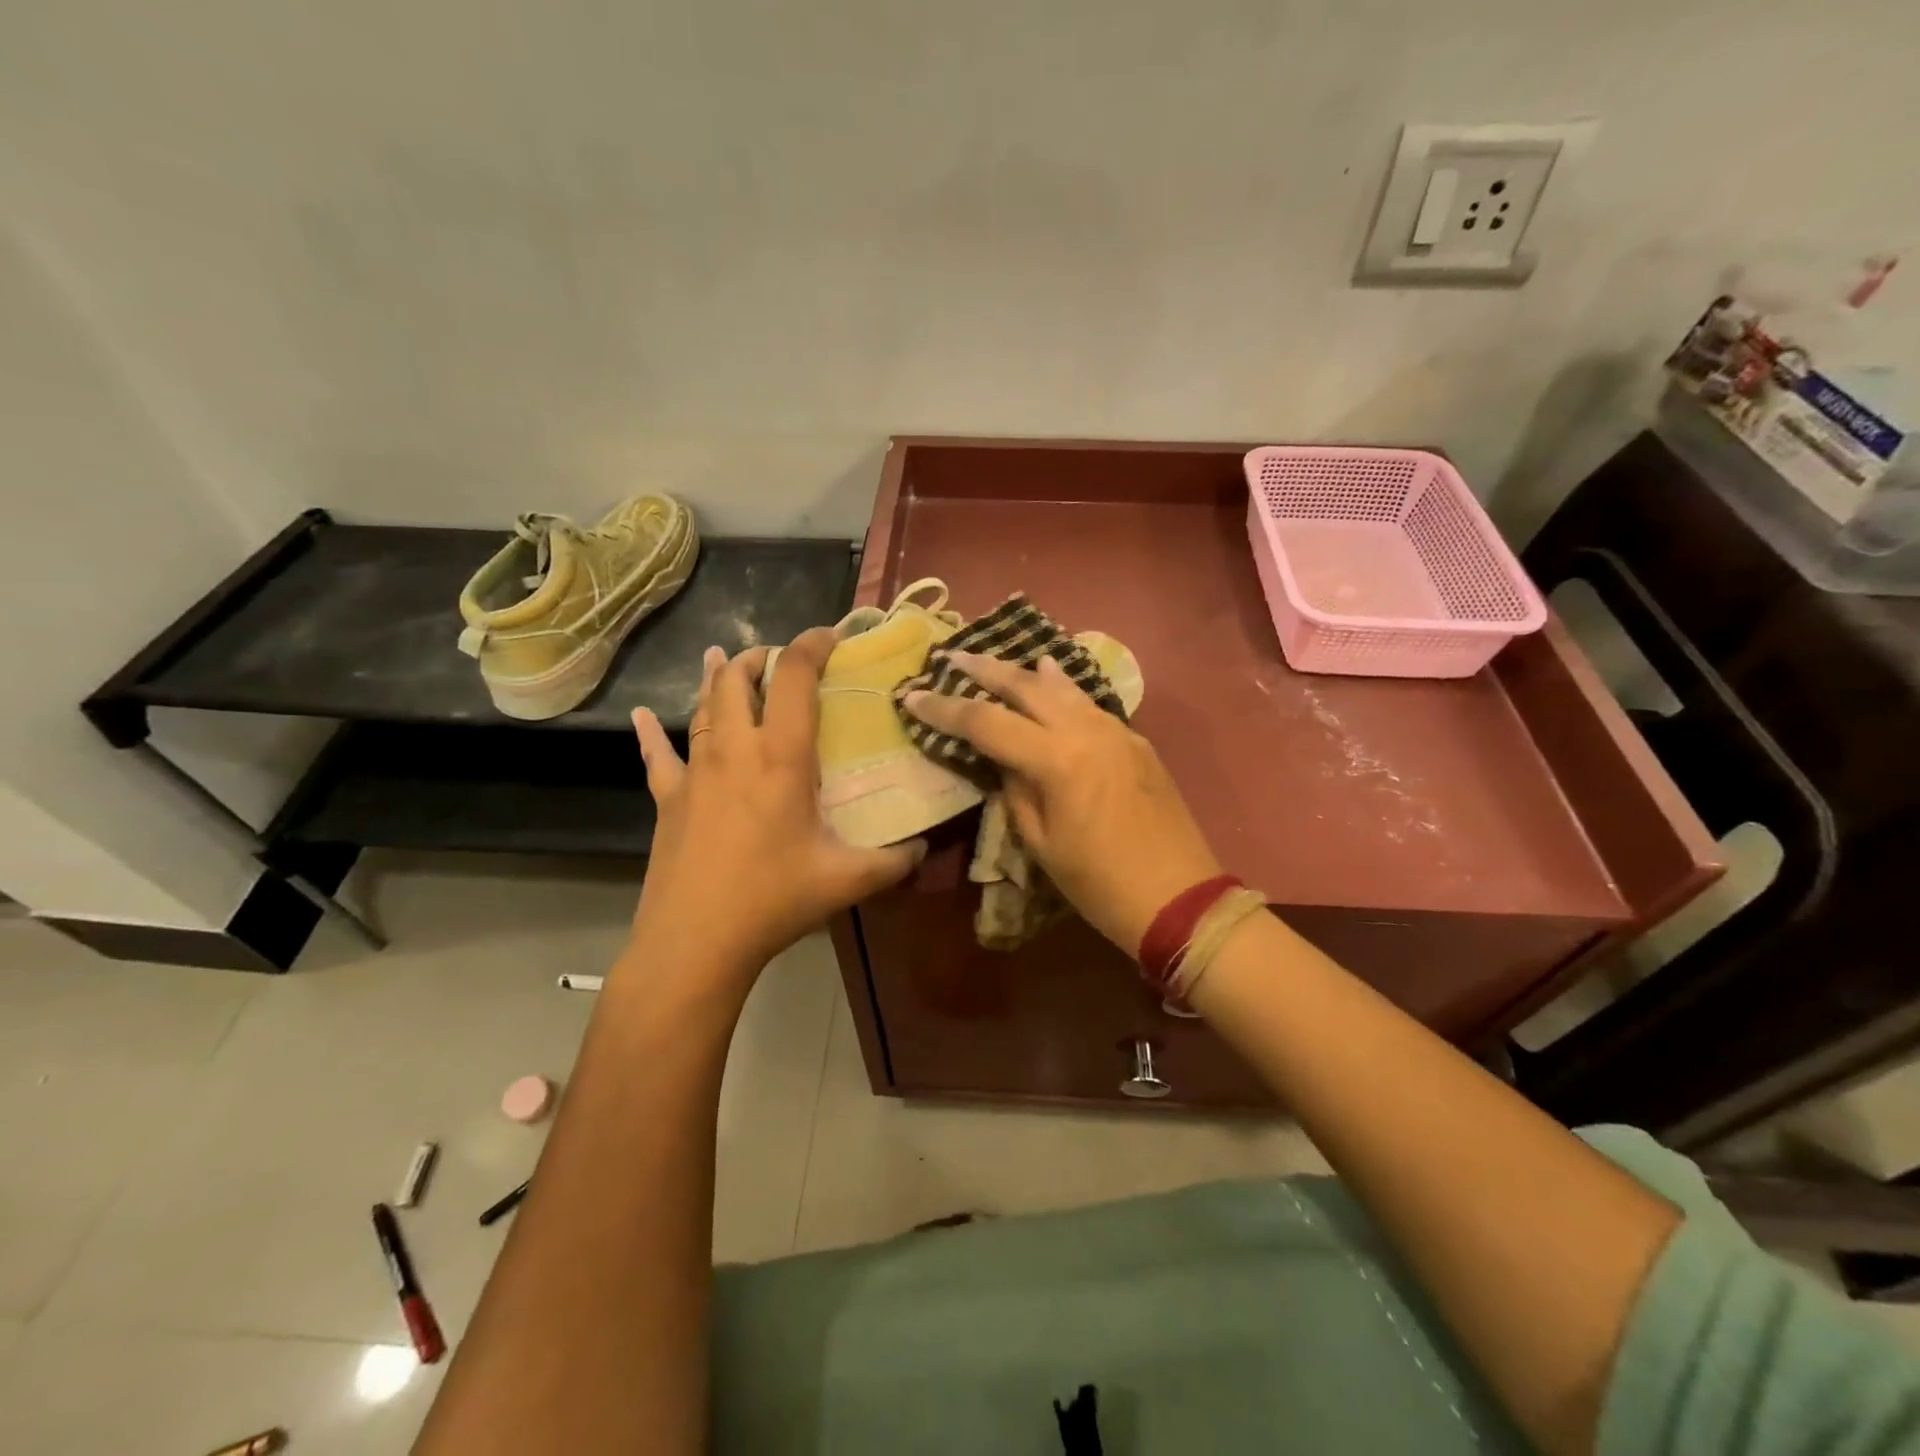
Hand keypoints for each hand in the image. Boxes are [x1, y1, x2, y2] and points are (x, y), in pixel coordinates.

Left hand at [626, 629, 922, 998]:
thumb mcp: (847, 880)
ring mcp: (695, 771)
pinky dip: (648, 732)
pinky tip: (638, 716)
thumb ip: (894, 860)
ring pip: (703, 707)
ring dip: (717, 679)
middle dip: (759, 657)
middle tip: (776, 656)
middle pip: (740, 681)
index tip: (830, 634)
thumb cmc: (773, 900)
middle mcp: (736, 750)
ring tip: (725, 658)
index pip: (796, 679)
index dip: (812, 645)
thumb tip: (924, 847)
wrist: (696, 941)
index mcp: (782, 758)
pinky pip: (656, 755)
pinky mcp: (668, 798)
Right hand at [903, 652, 1222, 952]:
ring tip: (998, 662)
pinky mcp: (1136, 741)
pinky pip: (1089, 705)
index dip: (946, 709)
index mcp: (1056, 759)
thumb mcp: (1040, 843)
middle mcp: (1086, 731)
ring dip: (1025, 672)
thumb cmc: (1099, 883)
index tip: (914, 696)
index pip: (987, 722)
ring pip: (1063, 687)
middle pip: (1026, 686)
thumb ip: (1015, 790)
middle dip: (985, 670)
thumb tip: (1004, 760)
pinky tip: (1053, 681)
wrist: (1179, 897)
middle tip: (953, 657)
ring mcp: (1116, 730)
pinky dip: (1062, 690)